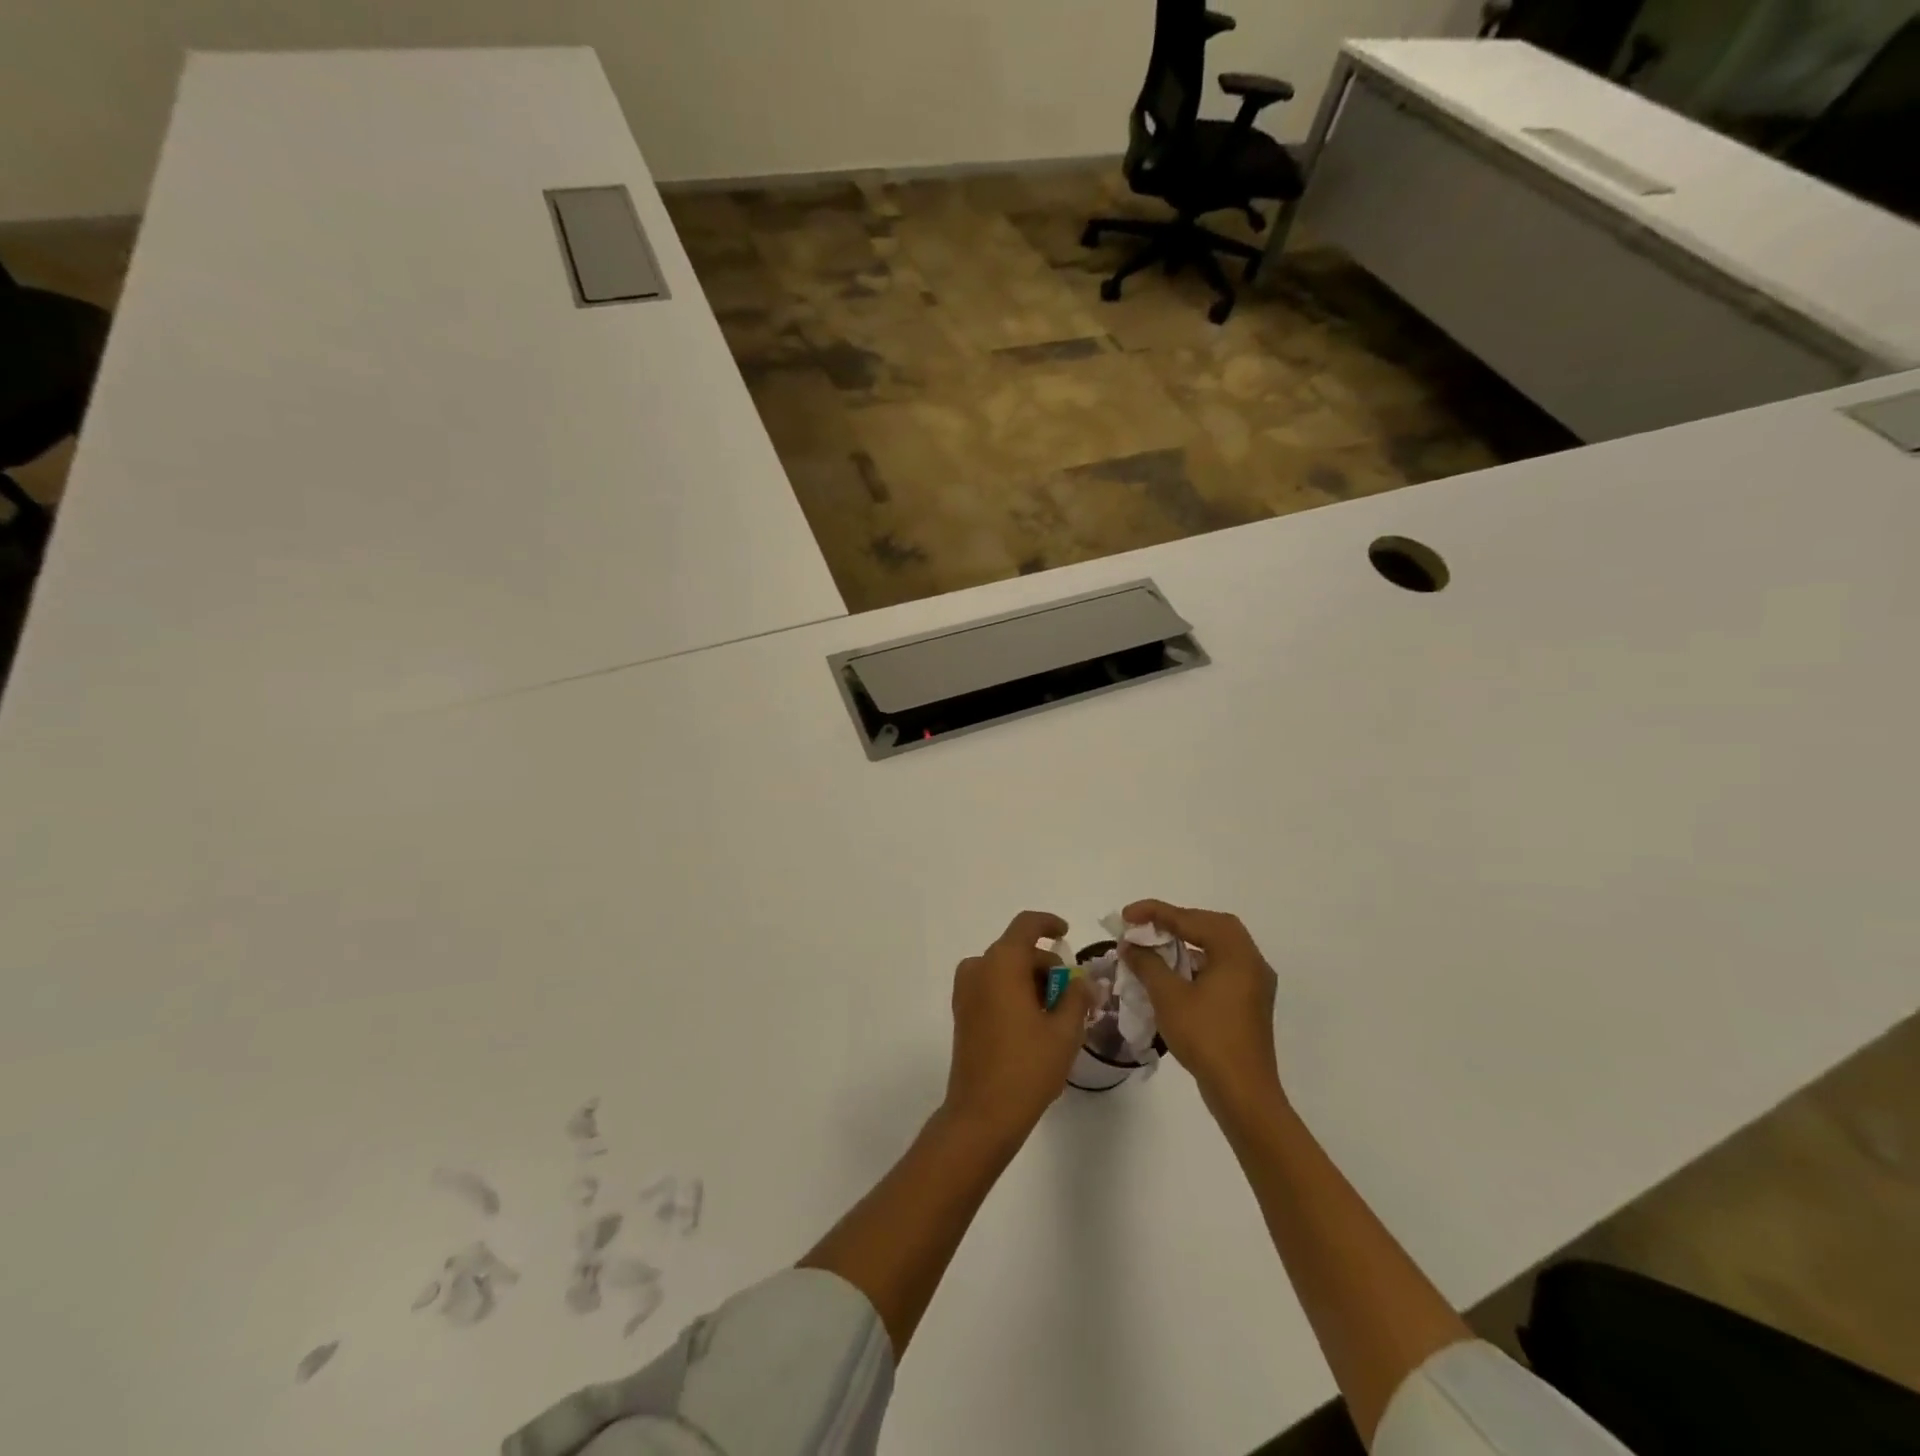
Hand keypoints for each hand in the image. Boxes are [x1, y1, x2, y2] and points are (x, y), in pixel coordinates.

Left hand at [944, 910, 1094, 1143]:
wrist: (982, 1114)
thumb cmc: (1027, 1067)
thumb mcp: (1064, 1031)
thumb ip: (1076, 996)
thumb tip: (1080, 981)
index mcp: (1002, 963)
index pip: (1026, 925)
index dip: (1049, 923)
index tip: (1067, 934)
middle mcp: (978, 968)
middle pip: (1018, 950)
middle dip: (1047, 966)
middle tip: (1073, 995)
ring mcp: (966, 991)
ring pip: (1005, 970)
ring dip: (1031, 982)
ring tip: (1057, 1015)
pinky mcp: (962, 1012)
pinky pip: (992, 987)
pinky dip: (1014, 993)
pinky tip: (1034, 1024)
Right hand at [1120, 900, 1281, 1115]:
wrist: (1243, 1094)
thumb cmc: (1206, 1038)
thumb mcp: (1169, 997)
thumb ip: (1147, 964)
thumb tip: (1130, 945)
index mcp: (1236, 953)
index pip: (1192, 919)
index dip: (1155, 912)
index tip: (1126, 915)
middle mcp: (1251, 961)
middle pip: (1211, 926)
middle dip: (1175, 921)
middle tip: (1145, 925)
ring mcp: (1254, 983)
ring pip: (1218, 947)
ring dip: (1187, 941)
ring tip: (1155, 945)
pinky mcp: (1249, 1003)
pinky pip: (1221, 967)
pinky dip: (1197, 961)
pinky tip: (1174, 972)